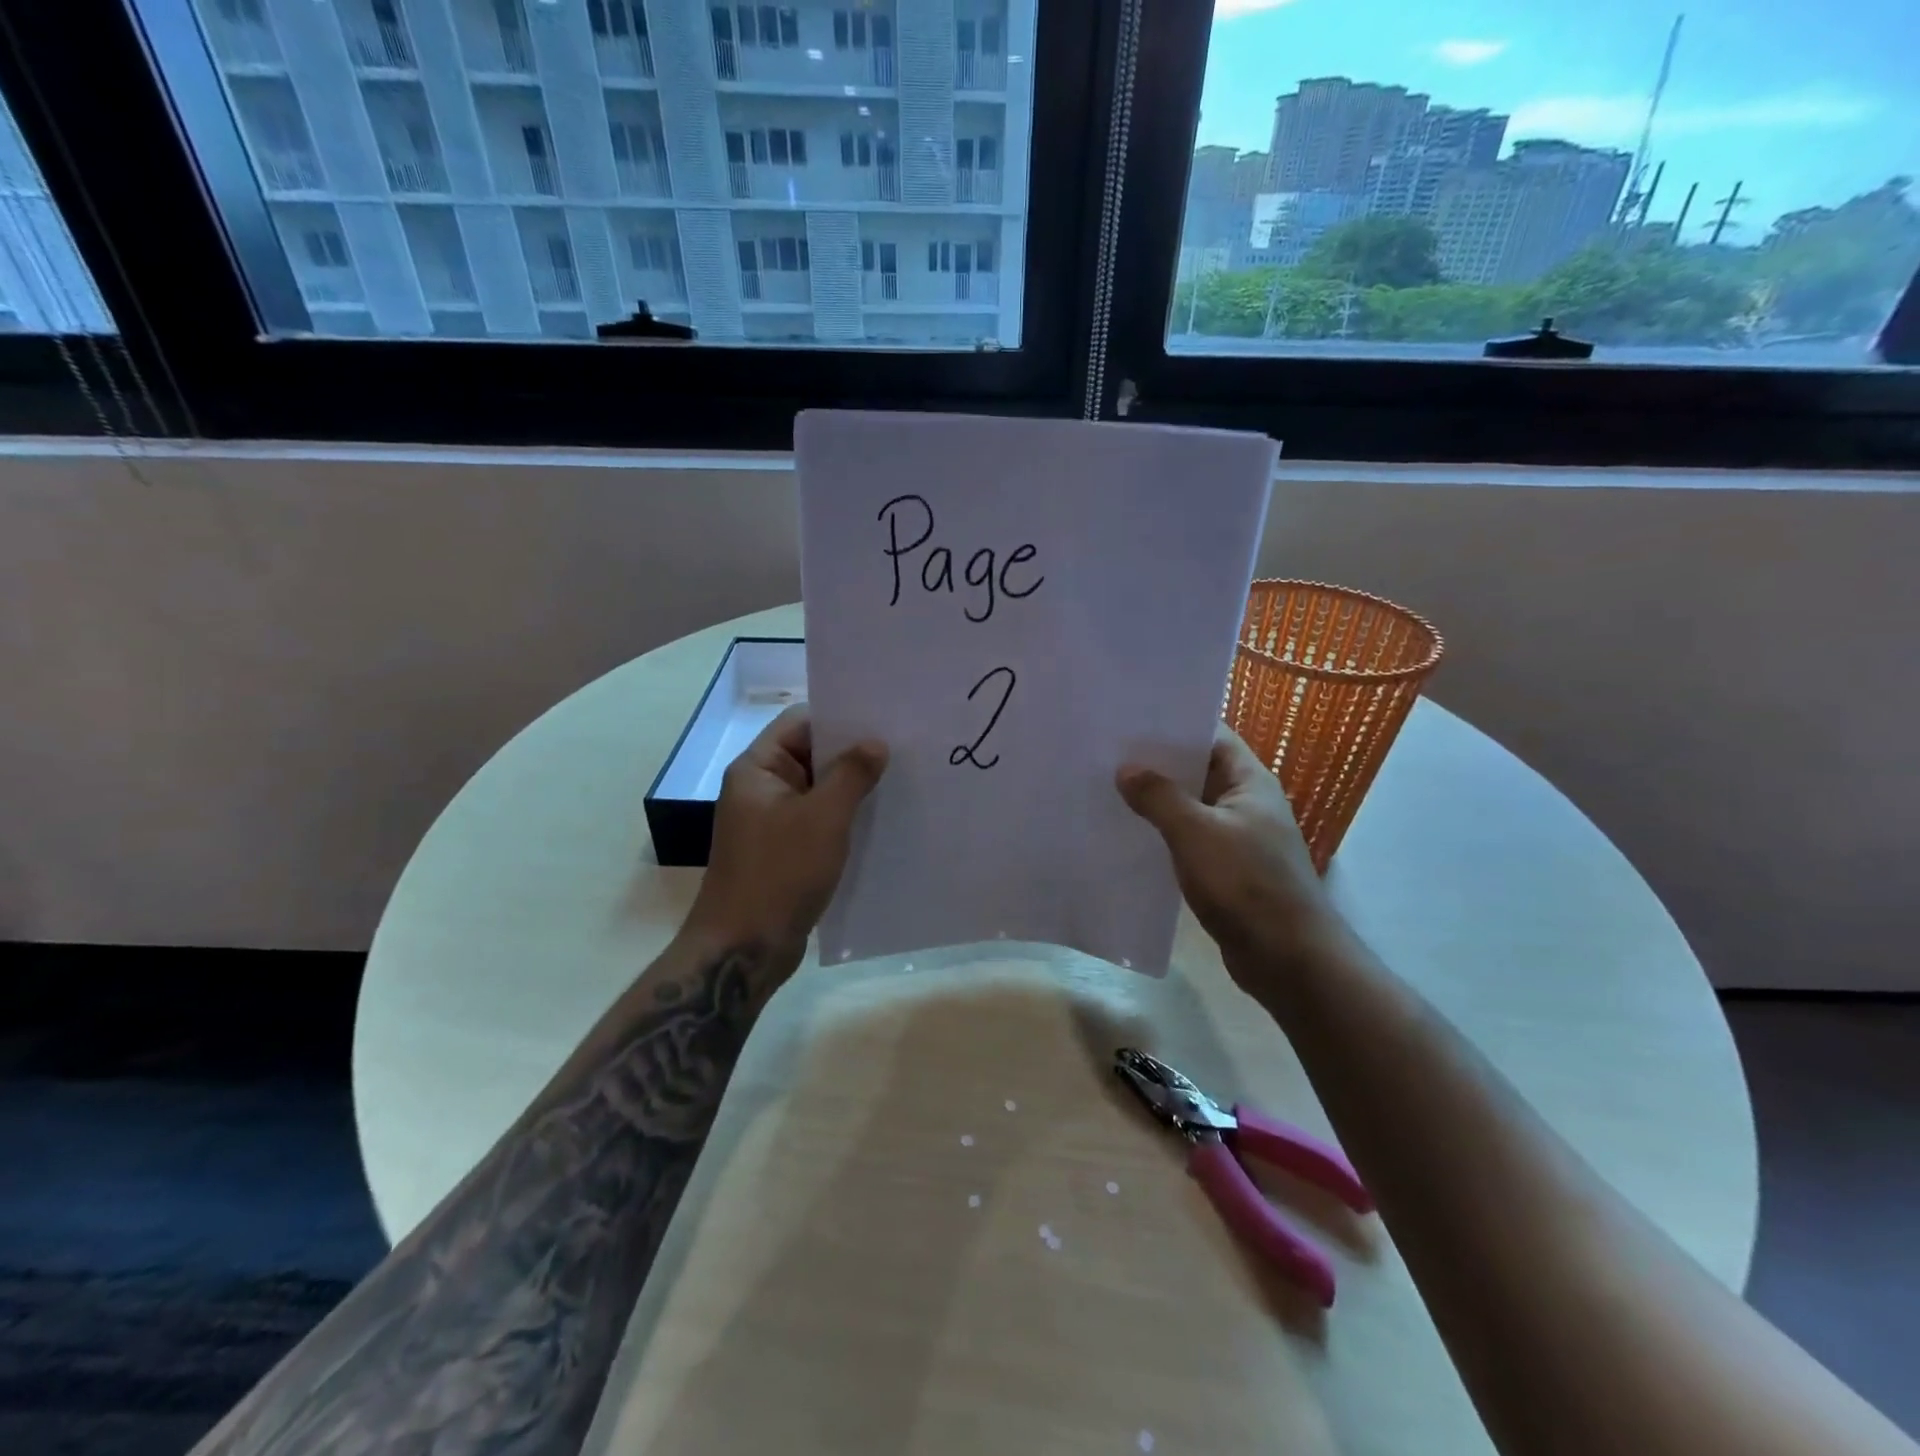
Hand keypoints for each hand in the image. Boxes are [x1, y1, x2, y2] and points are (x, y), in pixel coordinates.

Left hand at [684, 706, 887, 959]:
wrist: (743, 949)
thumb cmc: (780, 873)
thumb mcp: (823, 818)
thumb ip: (852, 774)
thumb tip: (875, 742)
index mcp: (758, 769)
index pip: (800, 723)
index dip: (840, 718)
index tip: (884, 720)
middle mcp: (761, 789)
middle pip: (811, 755)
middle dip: (853, 753)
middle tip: (904, 749)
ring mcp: (771, 822)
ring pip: (818, 791)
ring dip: (852, 788)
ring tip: (901, 782)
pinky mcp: (784, 851)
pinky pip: (818, 821)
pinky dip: (844, 818)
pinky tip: (881, 820)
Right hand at [1117, 725, 1338, 976]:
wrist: (1288, 958)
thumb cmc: (1246, 883)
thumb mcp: (1196, 833)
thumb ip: (1159, 797)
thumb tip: (1126, 769)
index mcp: (1250, 781)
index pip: (1212, 735)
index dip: (1174, 724)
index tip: (1130, 718)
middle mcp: (1246, 803)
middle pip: (1198, 769)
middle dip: (1157, 762)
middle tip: (1107, 752)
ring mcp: (1237, 837)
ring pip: (1190, 806)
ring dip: (1157, 800)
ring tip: (1108, 788)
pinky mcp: (1226, 869)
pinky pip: (1189, 838)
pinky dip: (1163, 832)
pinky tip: (1129, 834)